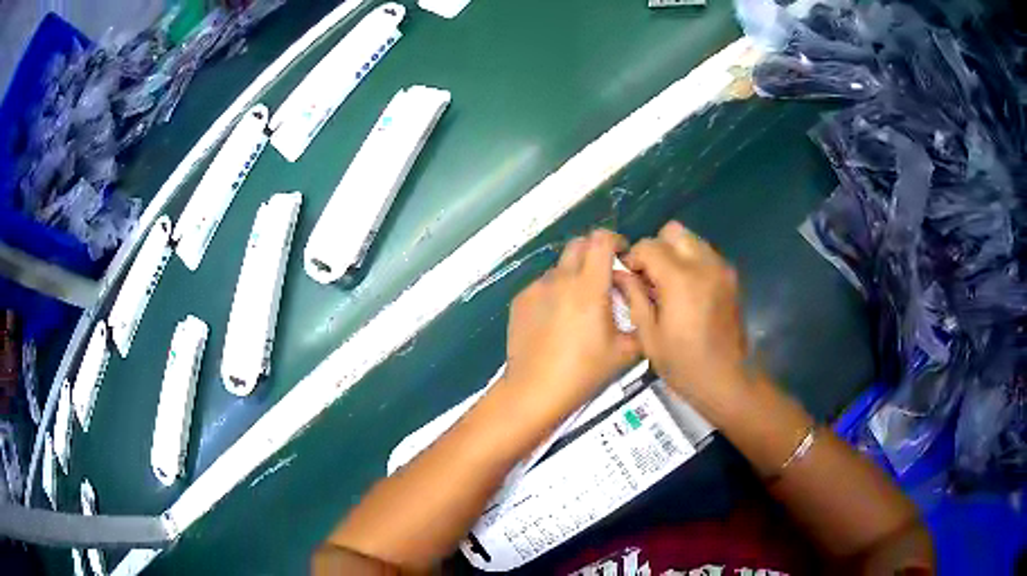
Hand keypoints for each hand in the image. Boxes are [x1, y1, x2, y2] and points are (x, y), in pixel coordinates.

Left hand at [498, 230, 641, 426]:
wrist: (534, 390)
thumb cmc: (584, 371)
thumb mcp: (625, 352)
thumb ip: (640, 322)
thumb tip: (641, 303)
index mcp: (589, 286)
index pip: (601, 240)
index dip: (616, 240)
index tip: (622, 255)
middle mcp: (561, 279)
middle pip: (578, 244)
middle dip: (595, 253)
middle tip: (604, 277)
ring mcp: (536, 288)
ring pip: (560, 267)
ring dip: (574, 275)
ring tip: (579, 306)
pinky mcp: (520, 300)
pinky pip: (542, 285)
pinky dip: (555, 292)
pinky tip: (556, 320)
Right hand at [616, 221, 749, 420]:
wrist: (727, 380)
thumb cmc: (683, 364)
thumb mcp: (650, 336)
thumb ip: (634, 297)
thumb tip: (621, 274)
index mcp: (681, 279)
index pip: (650, 245)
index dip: (634, 258)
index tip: (629, 278)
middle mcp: (704, 265)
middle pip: (674, 232)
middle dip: (657, 248)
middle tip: (650, 277)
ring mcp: (721, 270)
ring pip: (693, 240)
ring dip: (676, 254)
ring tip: (668, 285)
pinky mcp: (731, 279)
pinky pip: (707, 255)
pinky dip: (692, 263)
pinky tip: (687, 292)